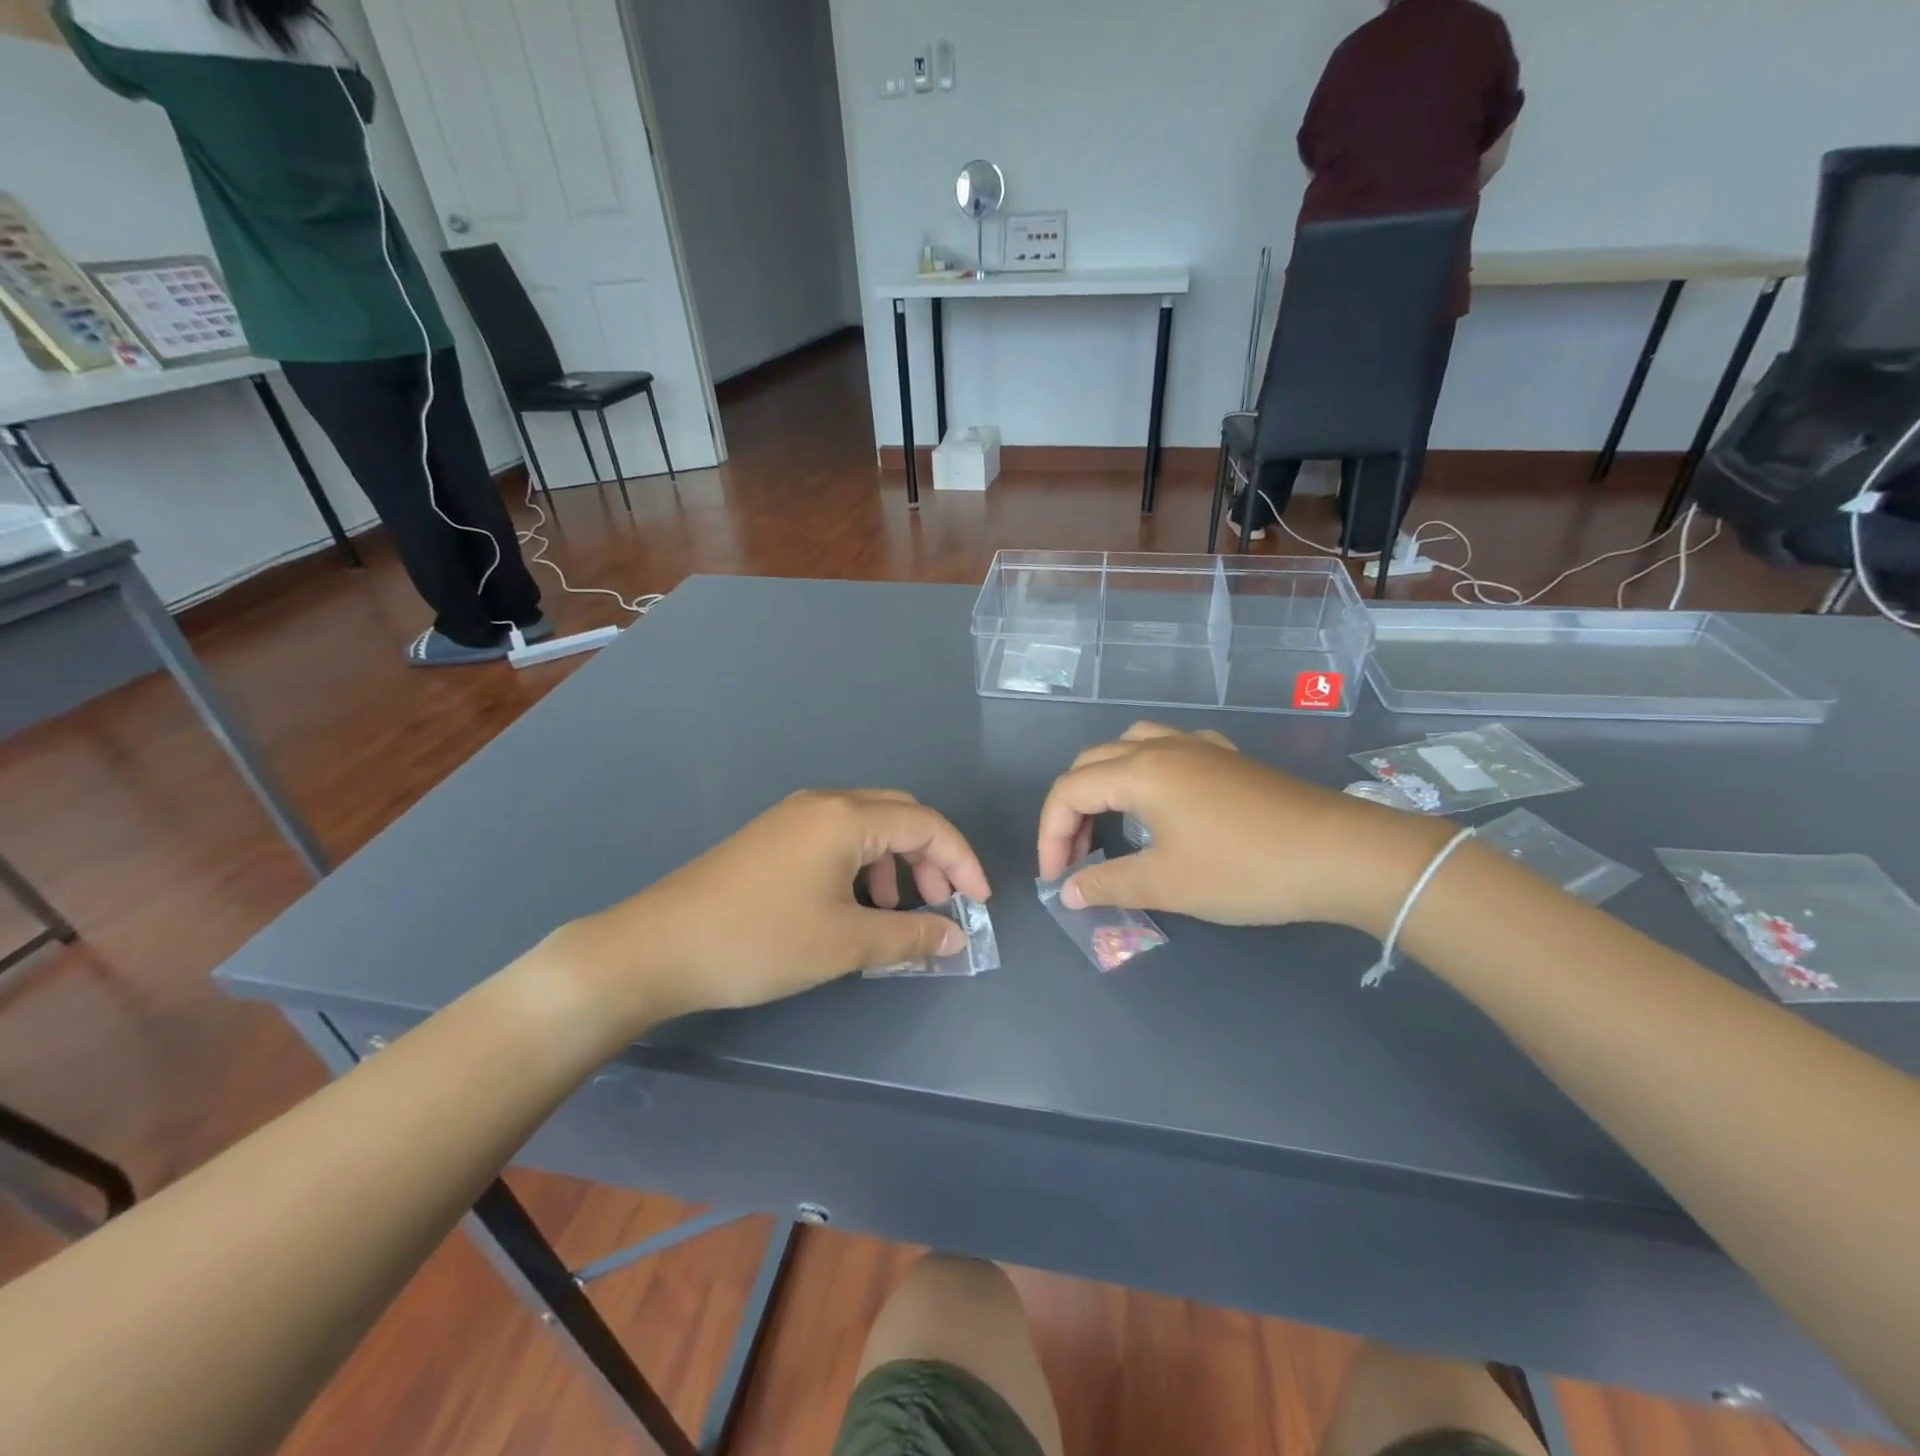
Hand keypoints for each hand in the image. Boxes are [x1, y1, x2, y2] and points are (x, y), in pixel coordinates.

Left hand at [547, 790, 990, 1035]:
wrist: (657, 946)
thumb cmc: (760, 941)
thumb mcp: (845, 944)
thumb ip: (910, 937)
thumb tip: (956, 937)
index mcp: (846, 817)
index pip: (928, 825)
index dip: (963, 861)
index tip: (980, 903)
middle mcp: (824, 803)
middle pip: (900, 815)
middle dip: (931, 857)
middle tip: (942, 904)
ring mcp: (793, 817)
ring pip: (868, 826)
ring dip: (896, 862)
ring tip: (897, 911)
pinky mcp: (773, 836)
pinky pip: (837, 837)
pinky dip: (863, 865)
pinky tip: (854, 905)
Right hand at [1037, 723, 1447, 930]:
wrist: (1340, 854)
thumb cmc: (1244, 869)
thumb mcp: (1168, 884)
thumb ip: (1109, 884)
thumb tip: (1069, 892)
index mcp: (1139, 771)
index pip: (1069, 791)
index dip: (1050, 834)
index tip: (1057, 878)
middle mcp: (1162, 747)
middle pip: (1093, 763)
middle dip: (1072, 808)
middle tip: (1076, 856)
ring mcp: (1199, 746)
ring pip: (1130, 745)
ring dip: (1106, 780)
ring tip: (1109, 819)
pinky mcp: (1229, 757)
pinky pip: (1171, 748)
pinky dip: (1148, 769)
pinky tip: (1164, 797)